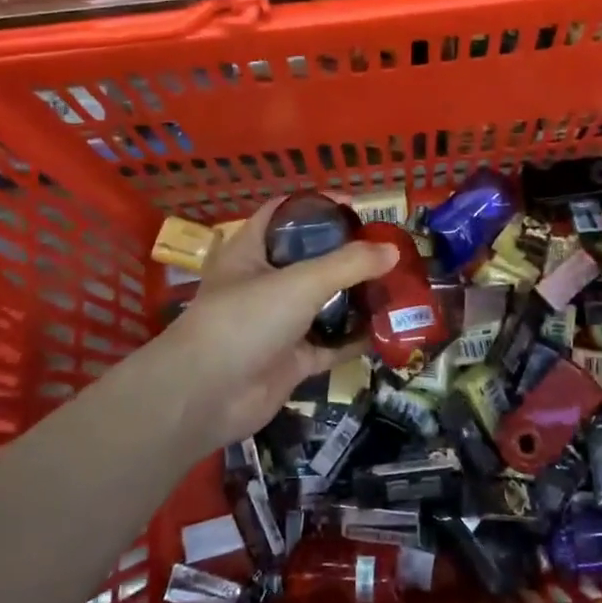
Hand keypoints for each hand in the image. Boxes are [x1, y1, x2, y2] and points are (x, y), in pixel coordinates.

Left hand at [157, 197, 399, 452]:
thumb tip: (393, 251)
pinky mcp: (291, 359)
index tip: (355, 208)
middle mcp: (264, 283)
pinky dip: (354, 338)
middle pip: (310, 258)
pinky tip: (386, 330)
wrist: (206, 397)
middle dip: (346, 254)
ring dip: (355, 296)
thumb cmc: (245, 321)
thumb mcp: (299, 282)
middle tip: (386, 250)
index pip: (284, 214)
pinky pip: (330, 344)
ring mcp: (278, 323)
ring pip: (323, 302)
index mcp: (251, 251)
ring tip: (394, 285)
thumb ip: (348, 264)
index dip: (317, 206)